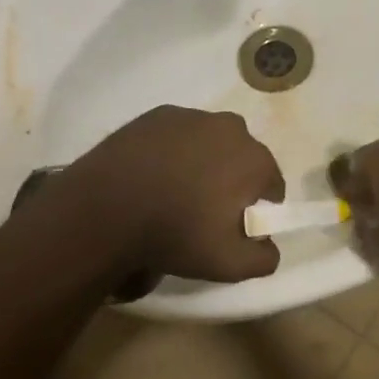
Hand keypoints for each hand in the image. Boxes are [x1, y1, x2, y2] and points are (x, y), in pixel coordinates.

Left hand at [76, 106, 285, 281]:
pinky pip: (178, 134)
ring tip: (175, 190)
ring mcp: (193, 116)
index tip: (236, 225)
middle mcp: (231, 128)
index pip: (272, 185)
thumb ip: (263, 258)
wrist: (106, 207)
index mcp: (255, 159)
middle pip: (242, 157)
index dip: (259, 207)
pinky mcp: (159, 114)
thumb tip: (269, 247)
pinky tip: (153, 173)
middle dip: (232, 179)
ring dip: (203, 161)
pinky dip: (174, 150)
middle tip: (205, 209)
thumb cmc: (175, 233)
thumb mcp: (228, 264)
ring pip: (210, 142)